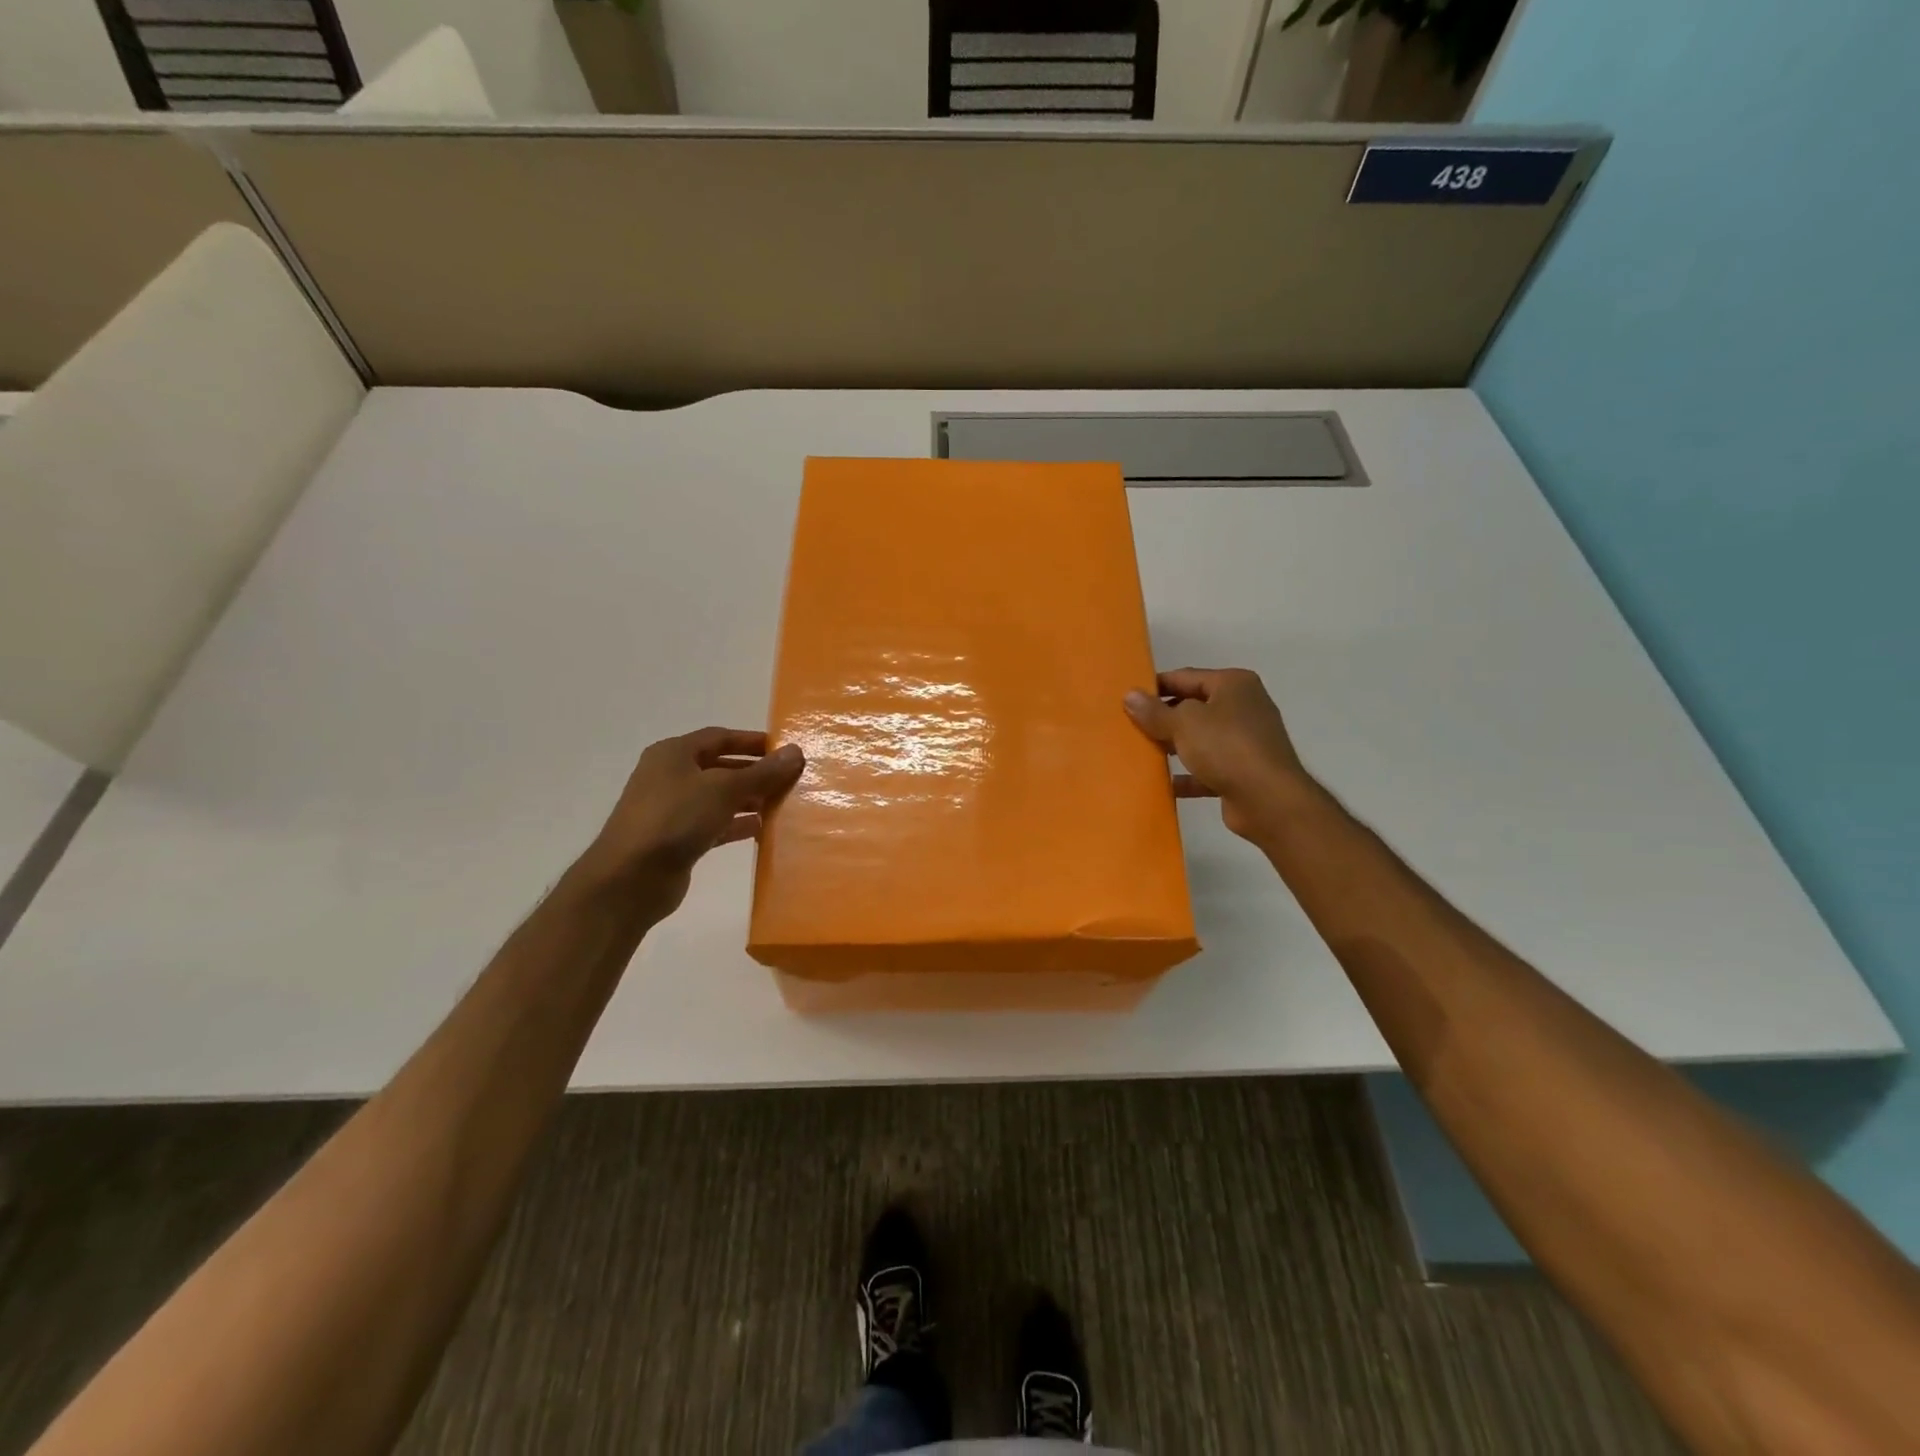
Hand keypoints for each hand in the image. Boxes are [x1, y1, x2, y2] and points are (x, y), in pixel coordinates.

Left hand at [576, 728, 804, 915]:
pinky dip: (736, 824)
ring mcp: (671, 809)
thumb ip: (762, 772)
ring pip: (718, 797)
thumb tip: (796, 751)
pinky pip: (714, 824)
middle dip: (754, 772)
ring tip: (782, 804)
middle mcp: (670, 776)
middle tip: (789, 779)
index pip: (719, 736)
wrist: (630, 879)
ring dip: (748, 799)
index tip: (784, 750)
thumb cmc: (675, 819)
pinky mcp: (676, 839)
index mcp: (674, 753)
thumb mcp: (723, 789)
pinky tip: (762, 830)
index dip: (752, 741)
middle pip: (720, 766)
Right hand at [1124, 668, 1313, 843]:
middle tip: (1130, 726)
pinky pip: (1207, 769)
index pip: (1185, 677)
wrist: (1269, 800)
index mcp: (1233, 684)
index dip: (1156, 686)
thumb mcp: (1183, 723)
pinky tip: (1163, 784)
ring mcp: (1245, 741)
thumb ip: (1154, 711)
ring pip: (1199, 738)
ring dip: (1173, 746)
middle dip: (1163, 718)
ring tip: (1141, 753)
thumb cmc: (1226, 747)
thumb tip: (1130, 695)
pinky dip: (1188, 775)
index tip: (1127, 699)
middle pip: (1193, 707)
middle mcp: (1243, 707)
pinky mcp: (1243, 772)